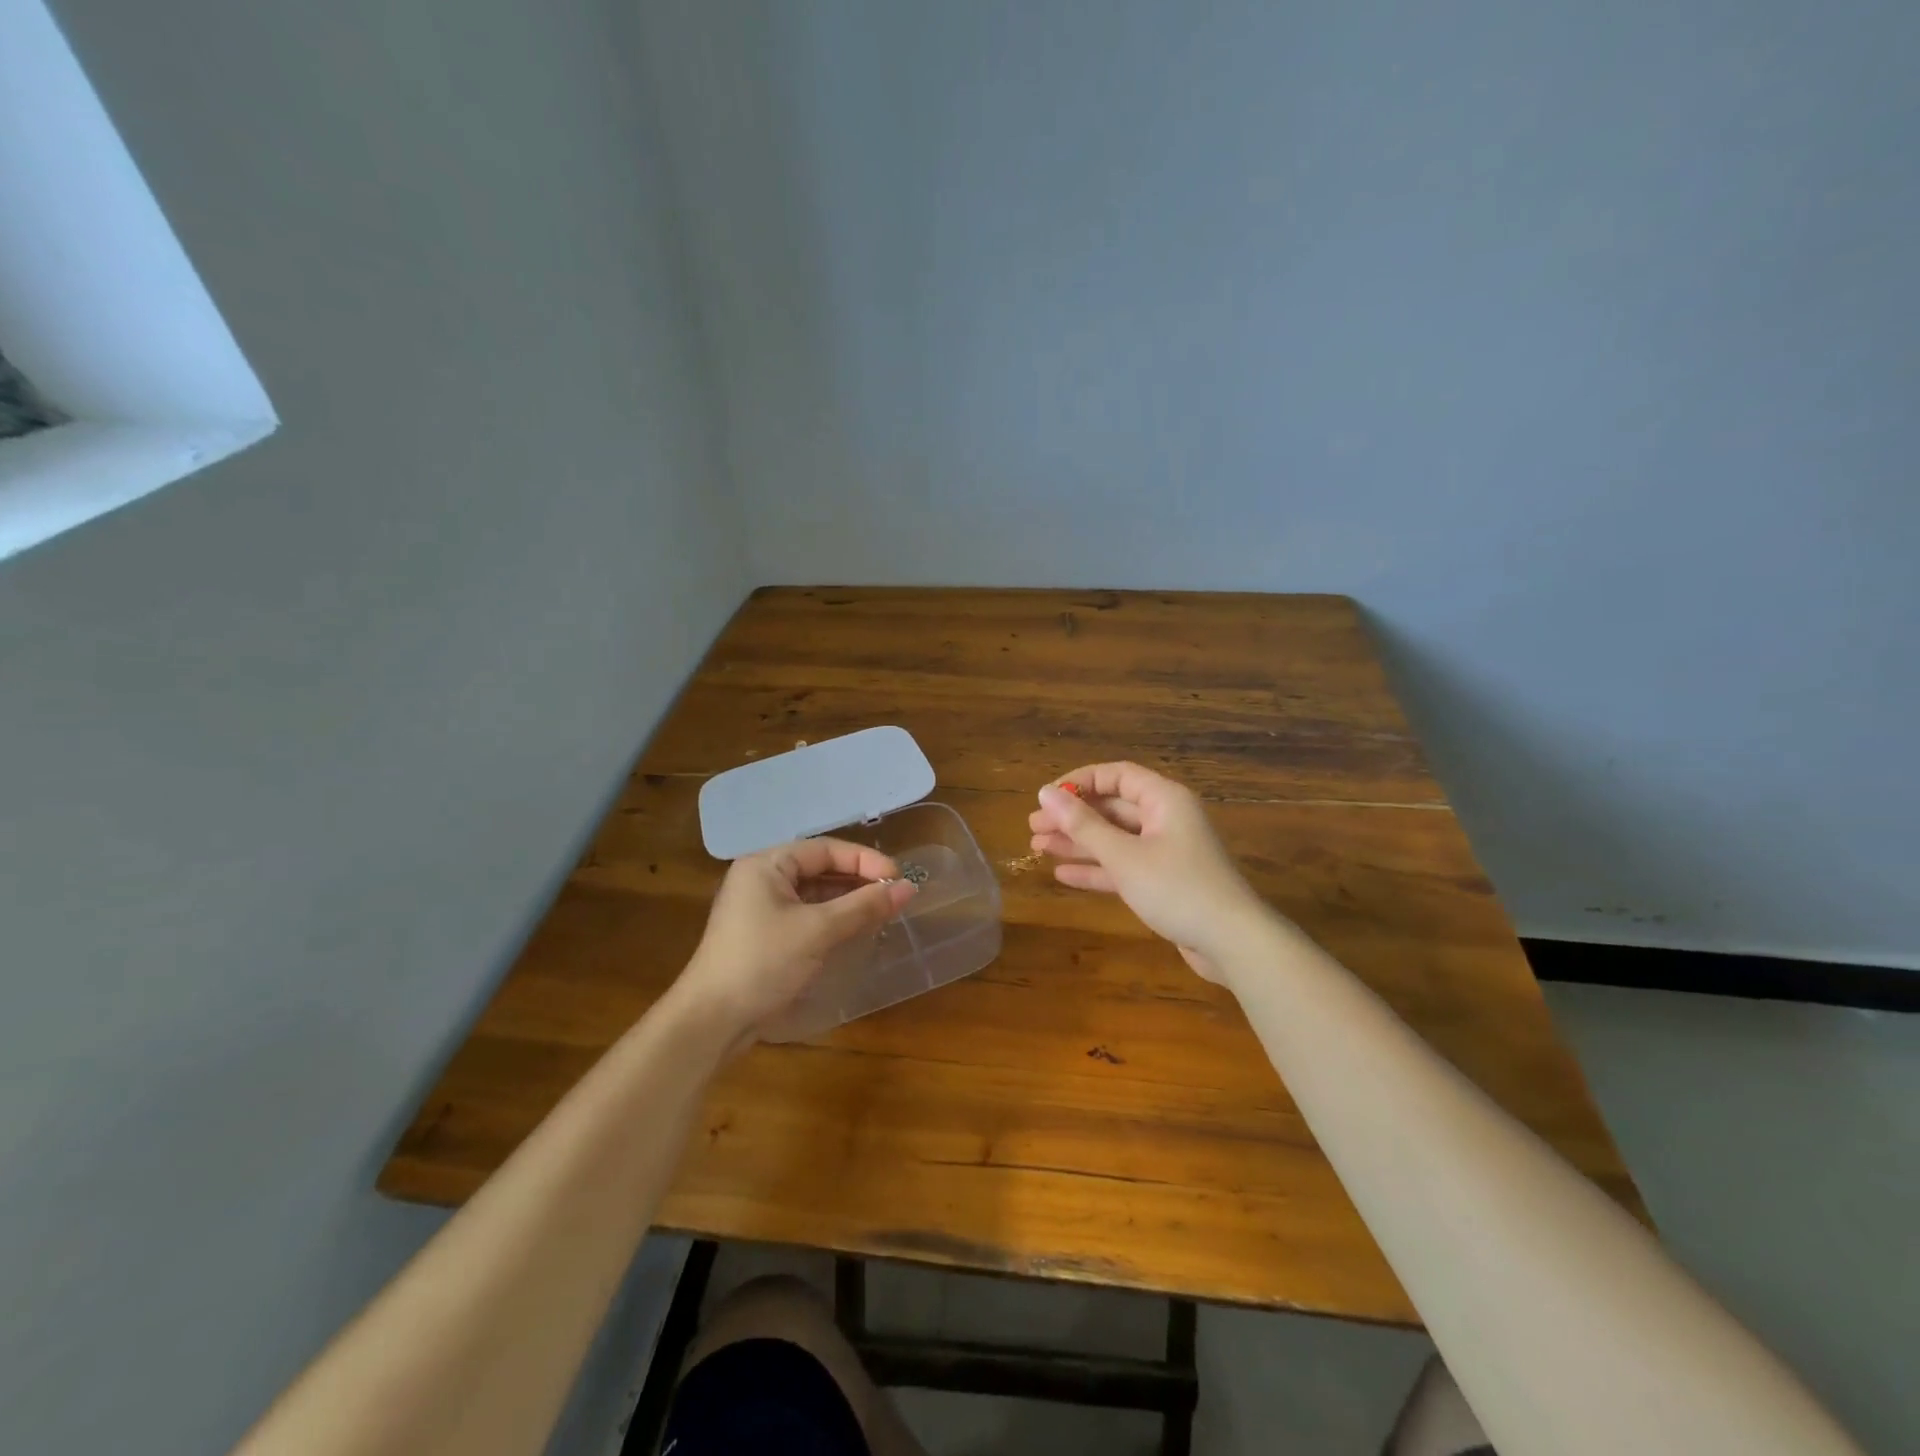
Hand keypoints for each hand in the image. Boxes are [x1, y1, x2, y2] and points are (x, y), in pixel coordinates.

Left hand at [679, 838, 916, 1044]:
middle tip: (894, 894)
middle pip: (819, 868)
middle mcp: (761, 878)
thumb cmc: (763, 963)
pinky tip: (856, 929)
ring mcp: (760, 908)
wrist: (711, 1021)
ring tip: (883, 910)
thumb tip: (908, 888)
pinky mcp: (764, 935)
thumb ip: (864, 906)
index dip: (864, 860)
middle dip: (858, 879)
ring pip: (814, 893)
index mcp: (766, 864)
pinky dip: (832, 918)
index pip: (825, 849)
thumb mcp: (818, 930)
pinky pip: (806, 914)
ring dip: (848, 900)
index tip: (898, 878)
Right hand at [1030, 762, 1273, 980]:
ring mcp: (1165, 852)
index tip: (1046, 797)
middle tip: (1032, 827)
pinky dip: (1096, 869)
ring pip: (1114, 839)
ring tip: (1037, 847)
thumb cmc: (1177, 888)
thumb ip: (1083, 824)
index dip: (1079, 782)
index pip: (1116, 776)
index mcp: (1164, 800)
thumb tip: (1045, 793)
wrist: (1232, 942)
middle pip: (1111, 808)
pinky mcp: (1164, 882)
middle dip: (1072, 817)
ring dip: (1078, 842)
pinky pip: (1123, 866)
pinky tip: (1062, 874)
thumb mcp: (1124, 856)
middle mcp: (1165, 819)